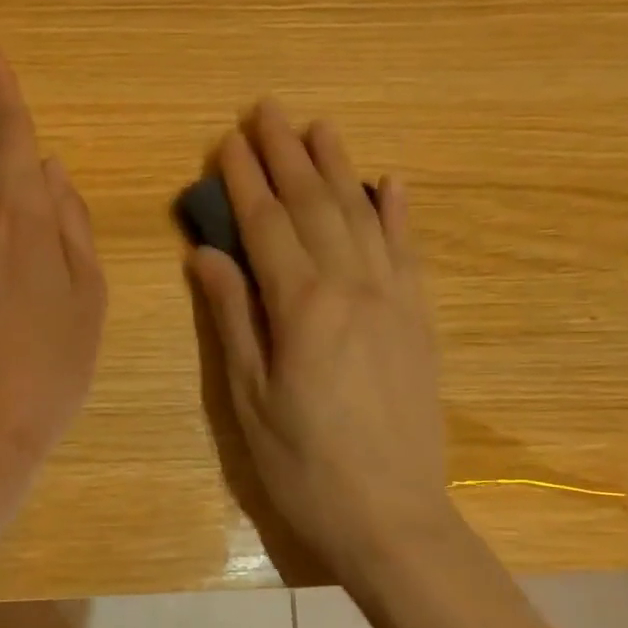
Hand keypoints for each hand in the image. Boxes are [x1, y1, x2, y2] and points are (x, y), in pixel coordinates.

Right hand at [188, 103, 451, 582]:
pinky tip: (391, 182)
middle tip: (267, 109)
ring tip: (319, 126)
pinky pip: (409, 252)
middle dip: (287, 155)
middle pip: (315, 206)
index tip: (228, 141)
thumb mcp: (249, 400)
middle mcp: (353, 288)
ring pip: (363, 216)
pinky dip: (398, 212)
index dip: (244, 181)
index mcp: (303, 307)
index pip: (267, 226)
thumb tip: (207, 255)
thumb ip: (233, 319)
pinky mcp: (420, 321)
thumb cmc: (303, 466)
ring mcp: (395, 300)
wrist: (391, 517)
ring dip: (338, 167)